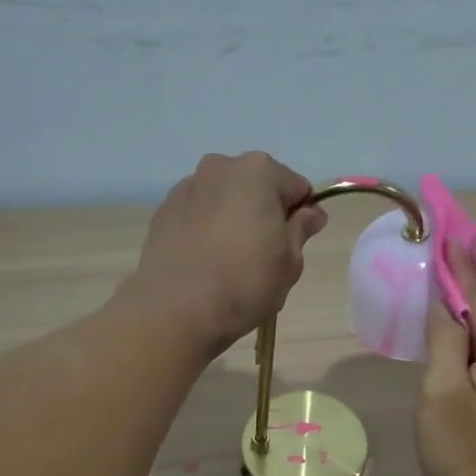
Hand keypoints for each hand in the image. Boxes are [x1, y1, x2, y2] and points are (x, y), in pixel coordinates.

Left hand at [129, 153, 328, 353]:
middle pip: (257, 187)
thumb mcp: (290, 262)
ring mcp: (188, 186)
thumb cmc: (245, 283)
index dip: (302, 216)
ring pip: (225, 198)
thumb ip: (301, 230)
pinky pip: (199, 214)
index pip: (297, 188)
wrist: (176, 309)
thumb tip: (312, 213)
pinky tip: (206, 261)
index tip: (296, 244)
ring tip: (231, 259)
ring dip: (234, 218)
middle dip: (265, 213)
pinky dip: (207, 229)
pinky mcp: (163, 210)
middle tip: (264, 254)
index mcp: (259, 172)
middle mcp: (221, 166)